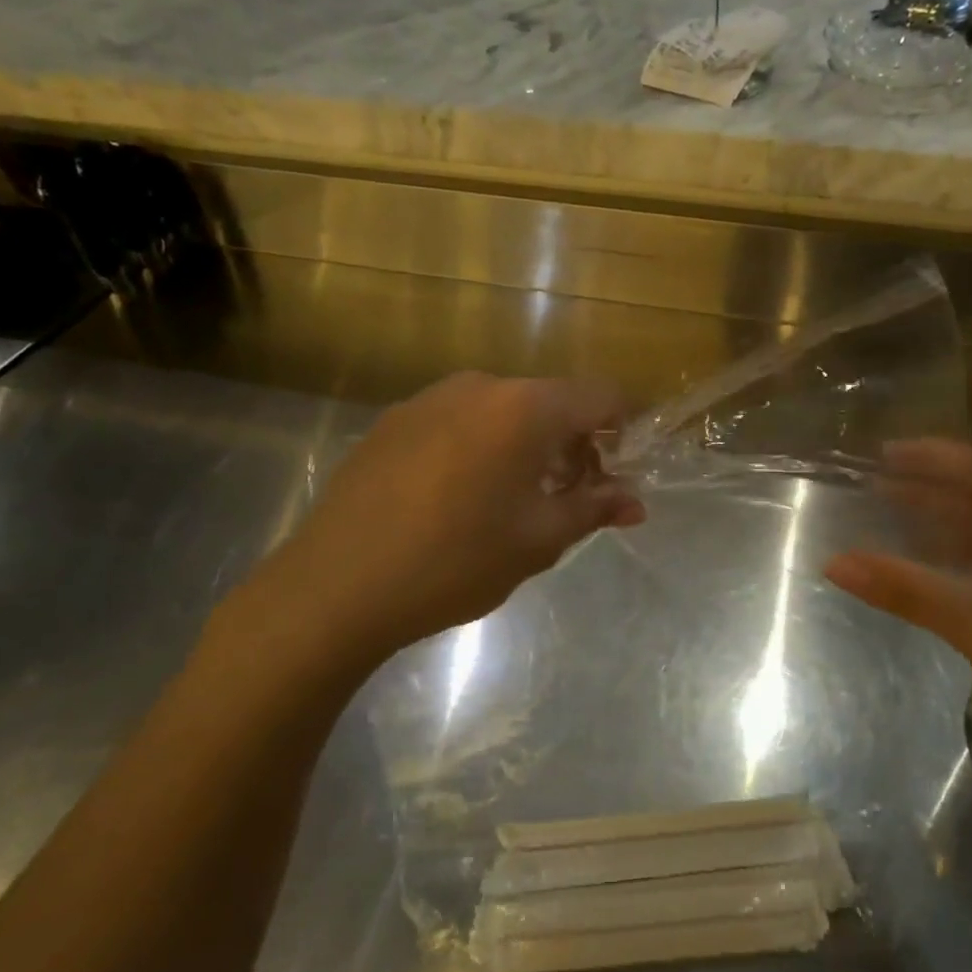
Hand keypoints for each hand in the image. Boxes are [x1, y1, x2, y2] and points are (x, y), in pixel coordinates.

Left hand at [207, 373, 643, 689]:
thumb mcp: (538, 540)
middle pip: (551, 401)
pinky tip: (462, 497)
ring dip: (528, 445)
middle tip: (574, 497)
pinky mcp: (395, 420)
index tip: (624, 467)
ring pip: (504, 411)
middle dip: (575, 443)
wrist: (336, 585)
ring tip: (517, 501)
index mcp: (524, 408)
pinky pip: (460, 421)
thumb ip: (594, 509)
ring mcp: (430, 399)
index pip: (600, 395)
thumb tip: (635, 502)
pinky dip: (483, 446)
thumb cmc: (455, 562)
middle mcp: (480, 386)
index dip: (624, 426)